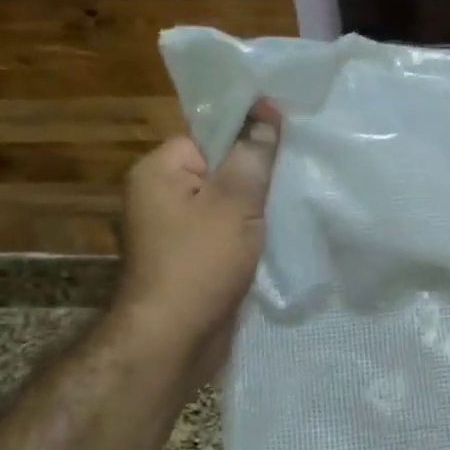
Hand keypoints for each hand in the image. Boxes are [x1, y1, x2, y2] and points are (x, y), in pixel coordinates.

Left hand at [113, 99, 281, 385]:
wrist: (175, 338)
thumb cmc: (201, 262)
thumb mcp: (235, 201)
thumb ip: (253, 154)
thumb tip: (266, 111)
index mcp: (157, 171)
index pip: (208, 137)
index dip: (246, 142)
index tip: (284, 150)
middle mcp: (157, 196)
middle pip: (218, 171)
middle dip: (254, 179)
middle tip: (292, 181)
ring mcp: (171, 232)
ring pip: (223, 206)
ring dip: (253, 212)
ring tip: (288, 211)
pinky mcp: (187, 260)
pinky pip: (221, 234)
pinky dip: (245, 237)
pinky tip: (272, 240)